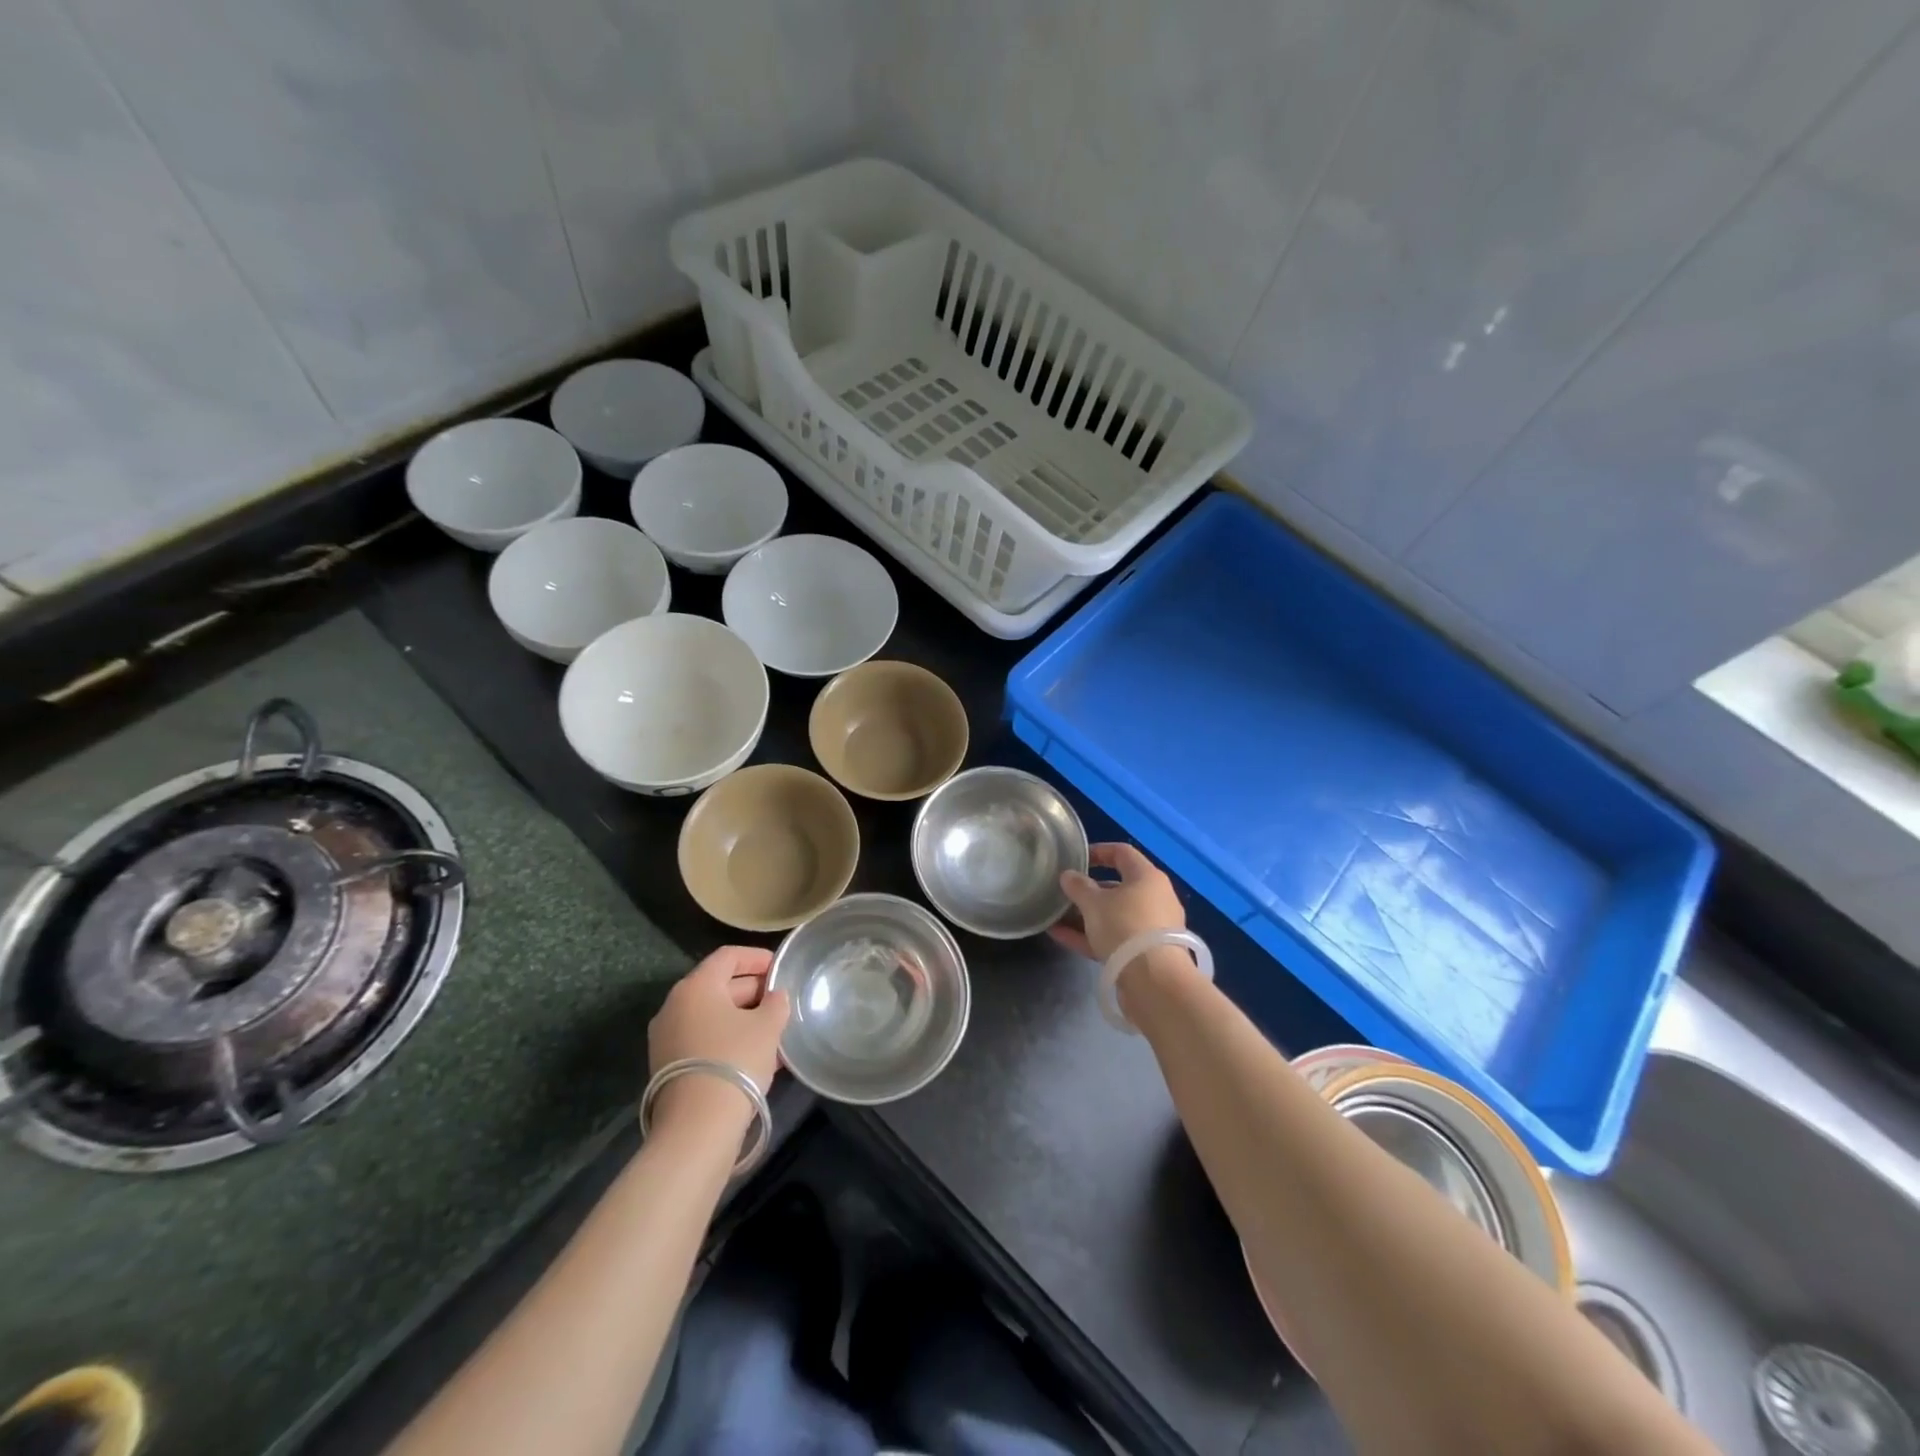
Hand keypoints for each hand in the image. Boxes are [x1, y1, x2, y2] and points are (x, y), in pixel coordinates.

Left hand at [647, 947, 789, 1124]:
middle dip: (753, 991)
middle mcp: (675, 1006)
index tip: (781, 967)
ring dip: (743, 1018)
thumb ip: (776, 1003)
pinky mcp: (668, 1067)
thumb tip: (775, 996)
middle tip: (782, 1001)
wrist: (697, 1127)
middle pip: (719, 986)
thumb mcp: (768, 1026)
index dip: (757, 957)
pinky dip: (729, 1039)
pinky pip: (704, 1040)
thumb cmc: (735, 1060)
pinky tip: (757, 1055)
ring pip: (712, 1016)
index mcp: (696, 987)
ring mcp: (667, 1038)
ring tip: (775, 1030)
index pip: (728, 956)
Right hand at [1049, 843, 1185, 962]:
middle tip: (1065, 893)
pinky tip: (1061, 937)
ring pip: (1115, 915)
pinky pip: (1115, 938)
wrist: (1155, 982)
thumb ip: (1078, 887)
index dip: (1098, 852)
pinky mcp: (1146, 954)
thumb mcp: (1094, 903)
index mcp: (1147, 877)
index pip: (1122, 853)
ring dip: (1086, 916)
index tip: (1076, 858)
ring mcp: (1152, 928)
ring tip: (1057, 916)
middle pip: (1118, 887)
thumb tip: (1068, 875)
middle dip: (1089, 890)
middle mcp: (1155, 898)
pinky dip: (1091, 936)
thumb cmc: (1125, 927)